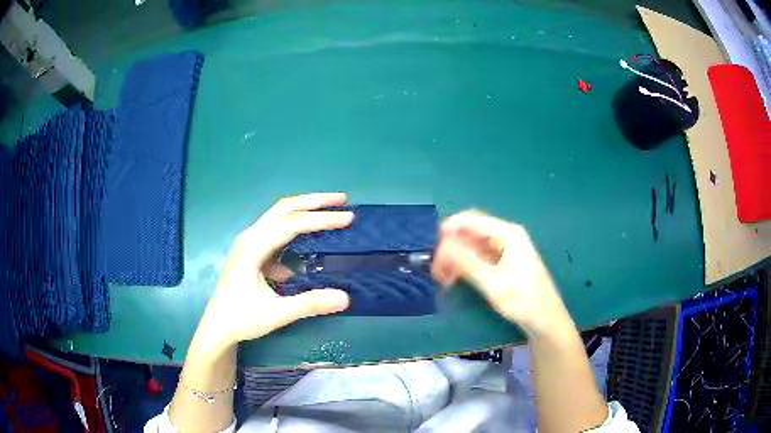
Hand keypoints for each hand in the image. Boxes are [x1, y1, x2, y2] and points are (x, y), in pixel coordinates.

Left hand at [198, 193, 353, 349]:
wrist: (217, 327)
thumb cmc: (242, 319)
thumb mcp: (276, 314)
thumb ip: (309, 304)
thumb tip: (345, 297)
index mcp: (253, 247)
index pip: (292, 224)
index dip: (321, 219)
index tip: (348, 218)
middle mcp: (250, 237)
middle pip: (284, 208)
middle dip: (314, 201)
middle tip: (342, 200)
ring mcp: (249, 243)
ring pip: (279, 217)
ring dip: (304, 212)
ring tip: (329, 214)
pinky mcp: (251, 251)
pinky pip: (276, 233)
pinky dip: (295, 232)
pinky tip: (307, 250)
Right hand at [431, 210, 571, 337]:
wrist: (545, 320)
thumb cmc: (523, 301)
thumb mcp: (493, 284)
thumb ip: (467, 263)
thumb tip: (443, 247)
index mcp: (508, 234)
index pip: (472, 220)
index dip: (449, 231)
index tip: (433, 251)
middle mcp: (506, 235)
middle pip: (471, 231)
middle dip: (451, 247)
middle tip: (436, 268)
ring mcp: (505, 248)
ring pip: (472, 244)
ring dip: (456, 257)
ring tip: (442, 277)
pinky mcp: (503, 260)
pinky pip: (478, 255)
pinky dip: (465, 264)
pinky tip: (454, 278)